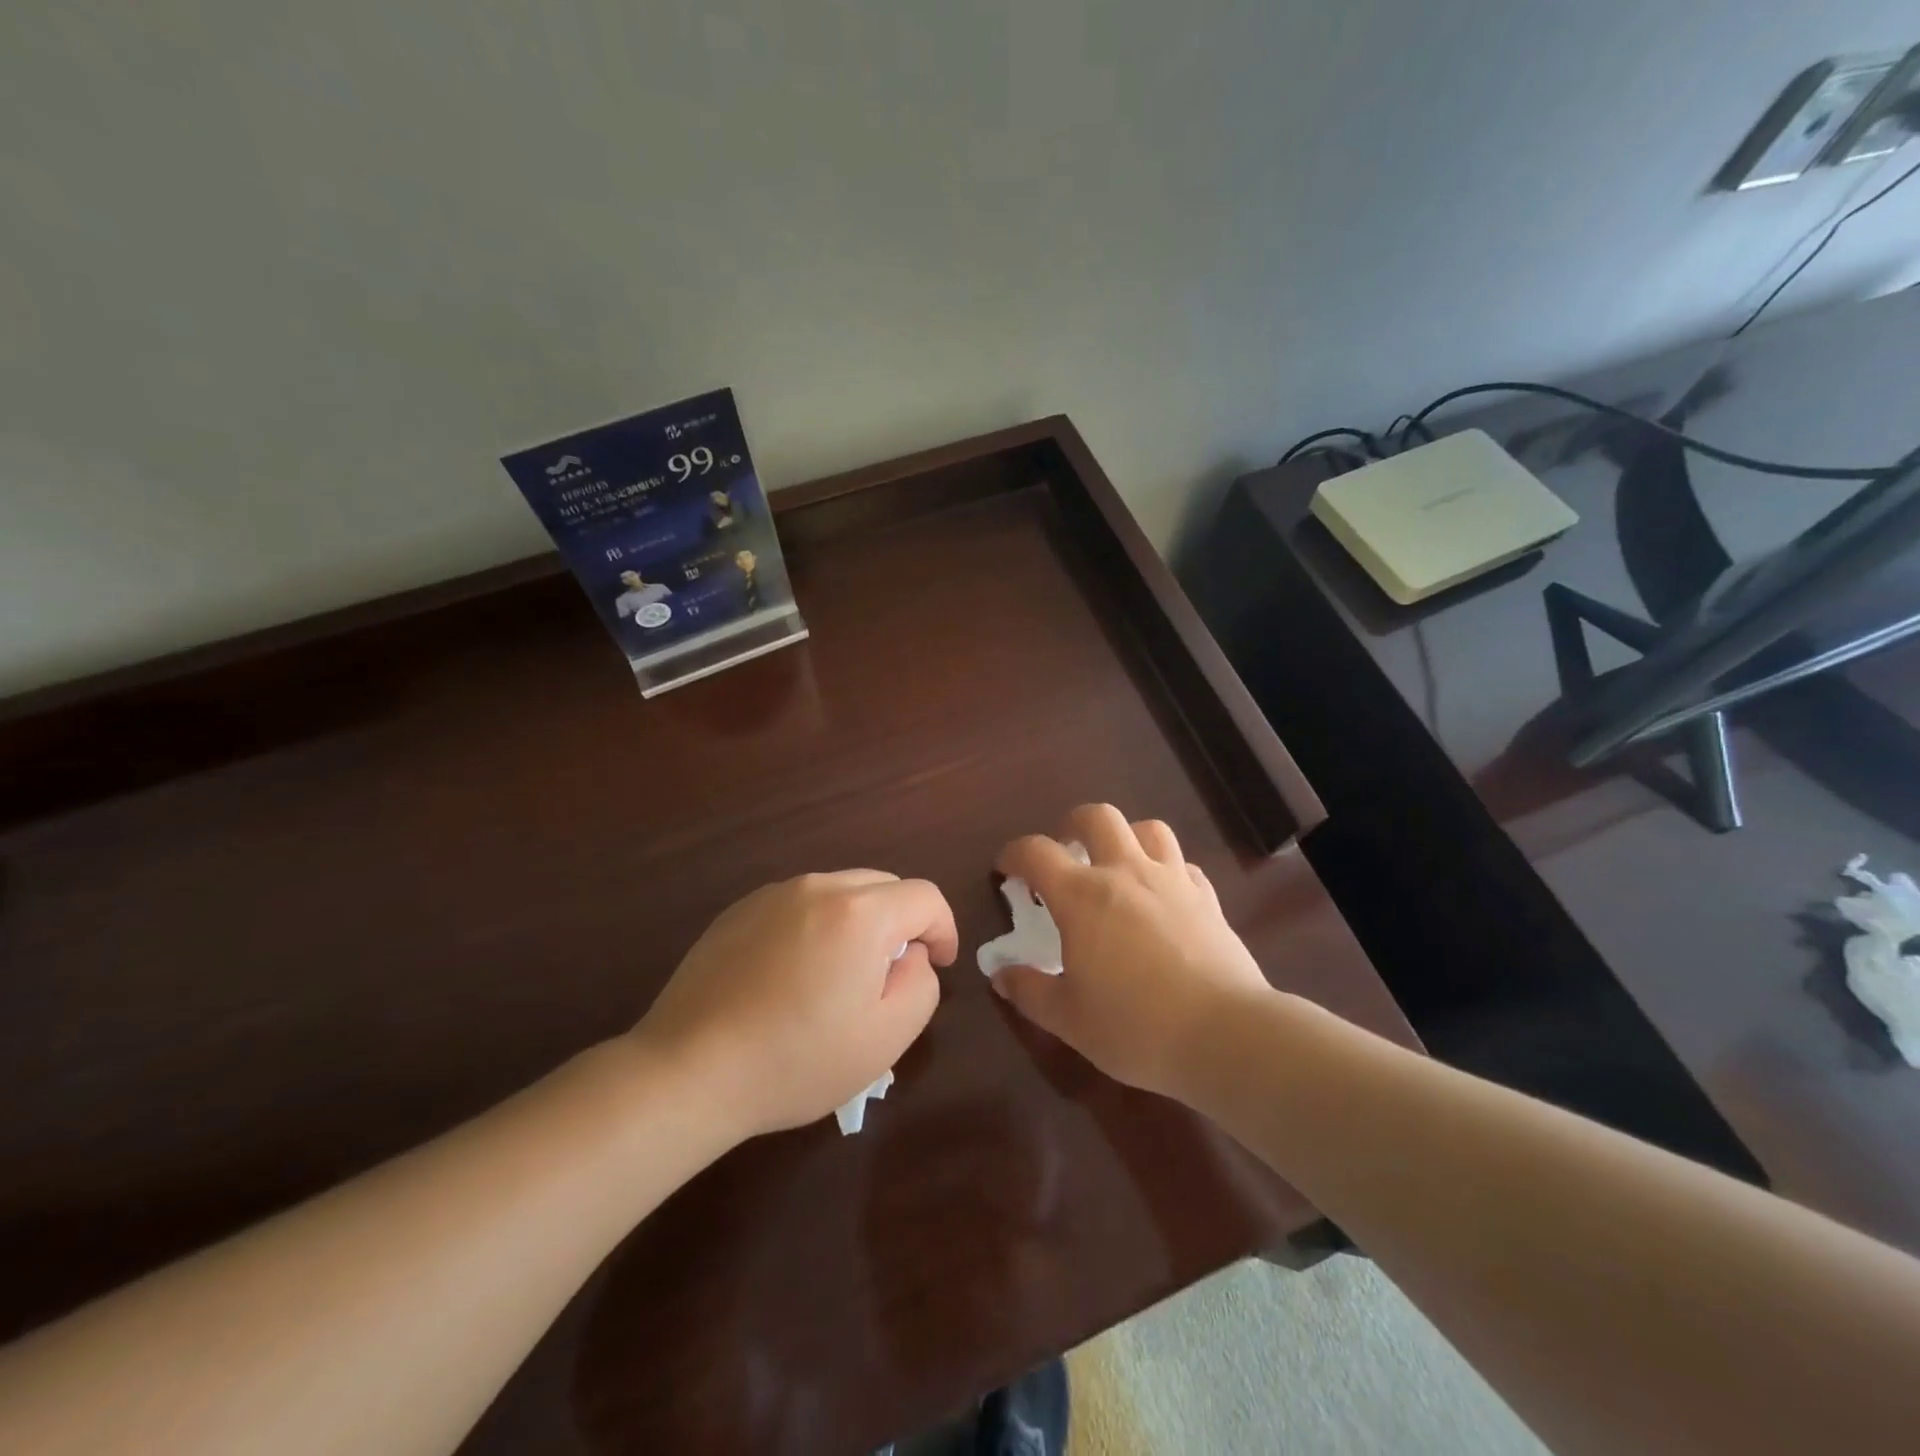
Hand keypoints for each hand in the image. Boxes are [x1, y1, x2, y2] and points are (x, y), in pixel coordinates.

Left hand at [634, 871, 956, 1138]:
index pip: (925, 897)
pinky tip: (792, 977)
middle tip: (889, 976)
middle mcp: (818, 887)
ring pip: (840, 892)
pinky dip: (815, 927)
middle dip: (901, 924)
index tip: (938, 966)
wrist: (688, 1070)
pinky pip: (799, 905)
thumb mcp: (886, 1036)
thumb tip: (911, 954)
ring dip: (857, 924)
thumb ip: (921, 983)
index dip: (943, 929)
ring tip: (839, 978)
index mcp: (860, 912)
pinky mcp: (739, 910)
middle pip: (883, 887)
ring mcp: (773, 894)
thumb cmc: (797, 1059)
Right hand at [990, 805, 1274, 1098]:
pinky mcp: (1208, 899)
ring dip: (1126, 837)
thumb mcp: (1068, 1019)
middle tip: (1066, 852)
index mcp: (1082, 896)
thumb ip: (1029, 992)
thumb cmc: (1135, 1027)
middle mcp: (1126, 873)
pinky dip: (1166, 870)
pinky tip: (1162, 898)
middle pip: (1098, 817)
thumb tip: (1001, 975)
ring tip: (1117, 866)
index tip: (1007, 870)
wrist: (1225, 1035)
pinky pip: (1183, 865)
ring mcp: (1172, 881)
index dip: (1014, 854)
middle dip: (1073, 825)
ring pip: (1148, 829)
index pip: (1036, 852)